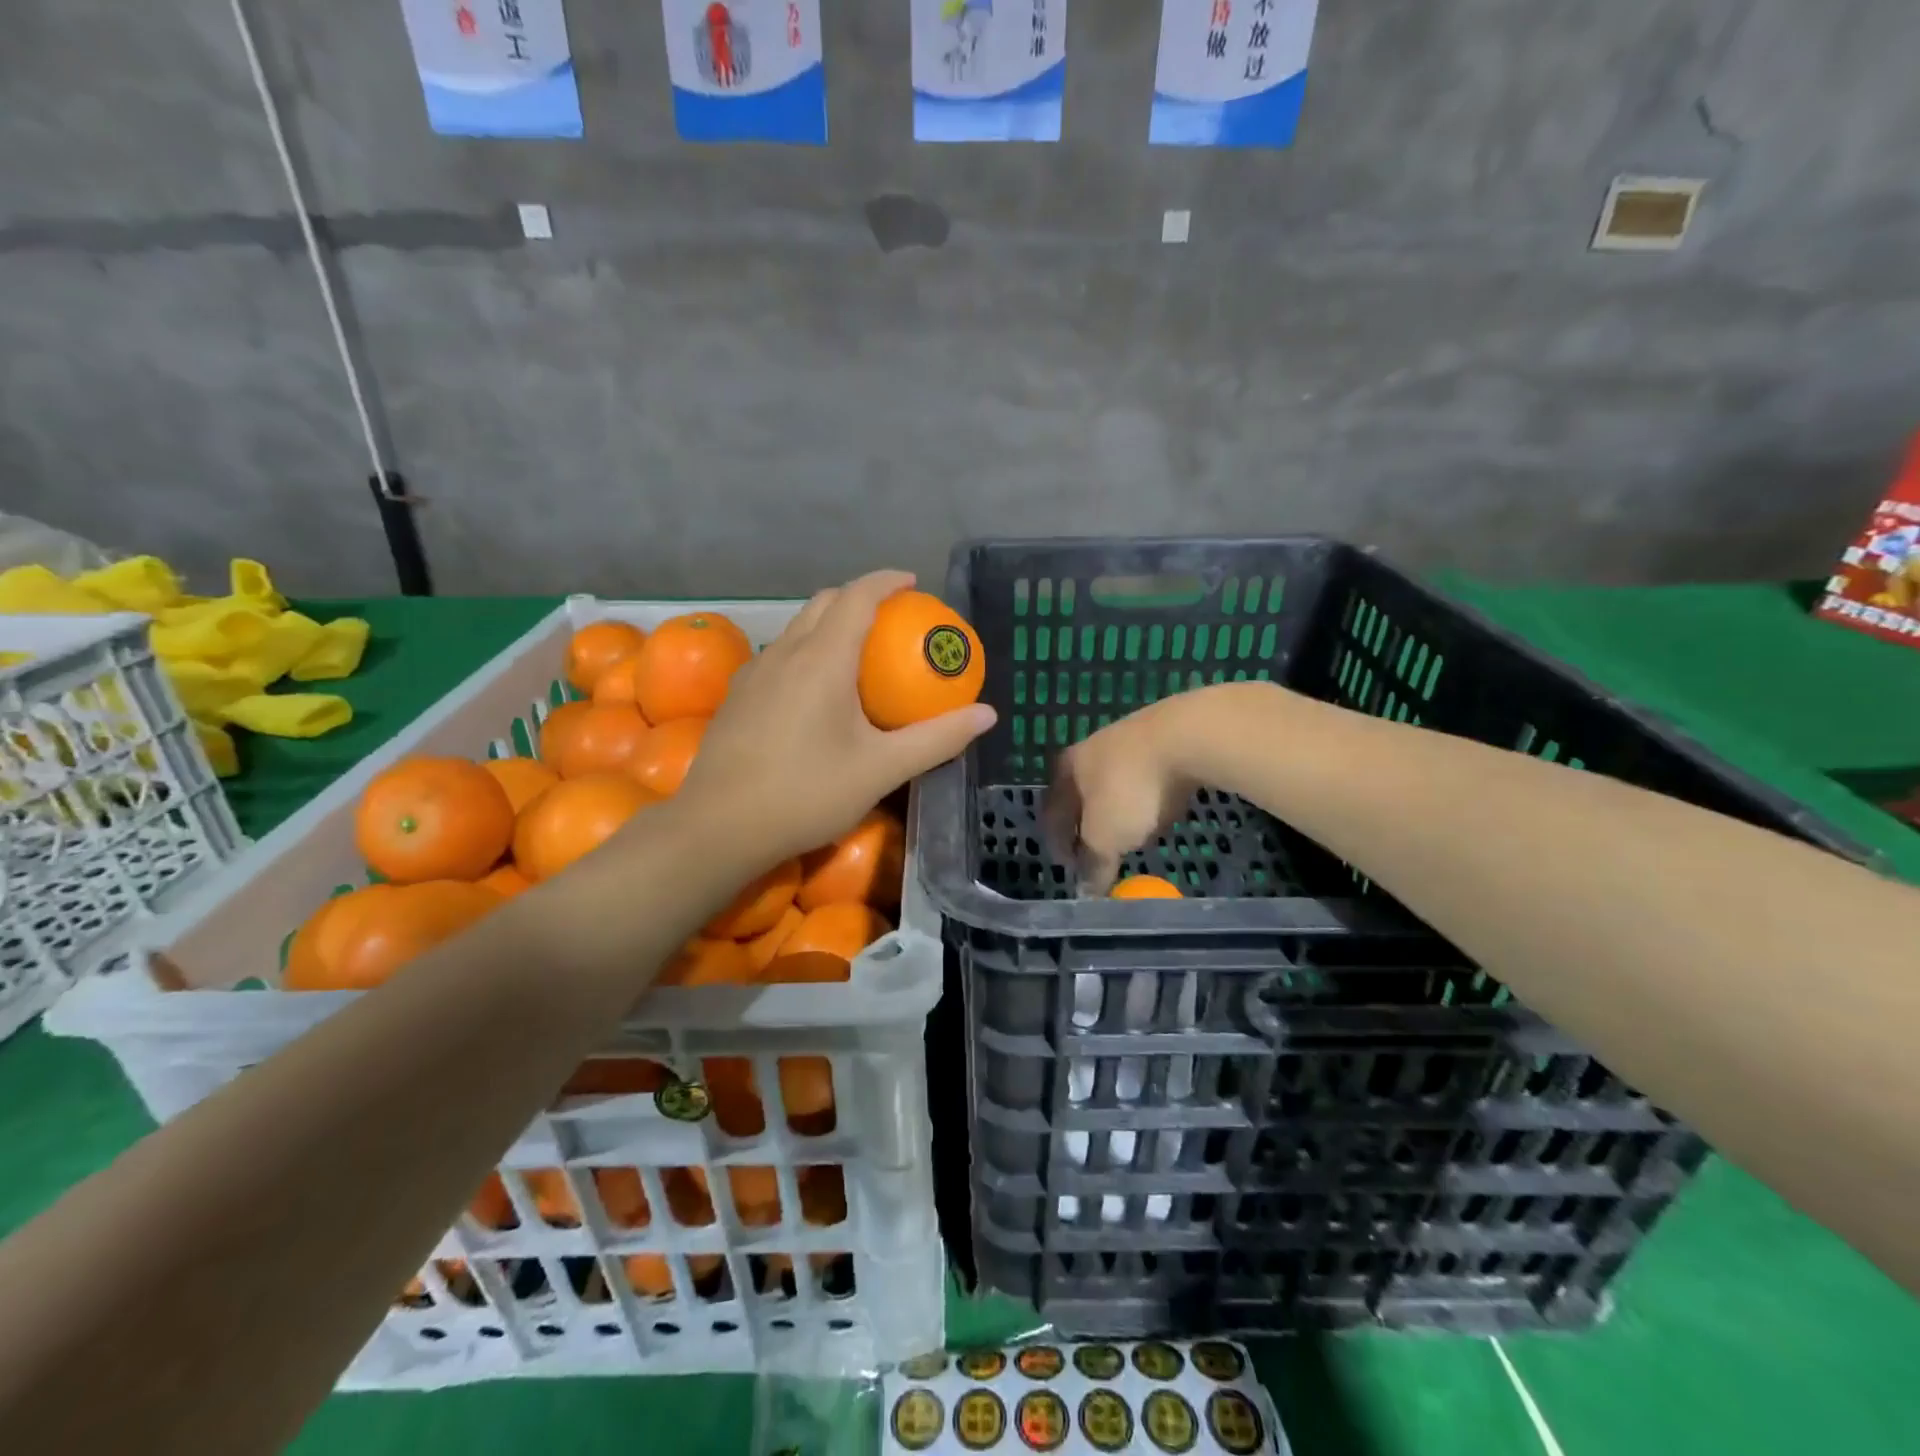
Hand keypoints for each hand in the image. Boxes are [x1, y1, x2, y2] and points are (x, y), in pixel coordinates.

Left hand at [681, 570, 996, 866]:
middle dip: (858, 596)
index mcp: (823, 658)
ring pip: (797, 628)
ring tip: (856, 651)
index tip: (912, 582)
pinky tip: (814, 691)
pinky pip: (779, 655)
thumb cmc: (807, 793)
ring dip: (829, 623)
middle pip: (823, 603)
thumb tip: (987, 715)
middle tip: (891, 617)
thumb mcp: (882, 769)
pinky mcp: (737, 696)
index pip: (857, 597)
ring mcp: (755, 673)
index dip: (886, 581)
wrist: (719, 827)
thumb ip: (937, 739)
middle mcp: (785, 653)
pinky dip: (806, 651)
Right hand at [1044, 696, 1197, 893]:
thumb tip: (1087, 892)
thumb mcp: (1106, 837)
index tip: (1068, 866)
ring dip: (1117, 807)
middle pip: (1082, 793)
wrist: (1187, 736)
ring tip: (1129, 831)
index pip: (1052, 811)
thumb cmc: (1131, 789)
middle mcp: (1091, 749)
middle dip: (1086, 821)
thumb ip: (1095, 864)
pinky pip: (1147, 775)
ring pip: (1115, 782)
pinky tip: (1159, 807)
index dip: (1057, 842)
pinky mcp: (1165, 738)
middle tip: (1095, 848)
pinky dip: (1147, 795)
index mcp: (1068, 769)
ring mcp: (1129, 739)